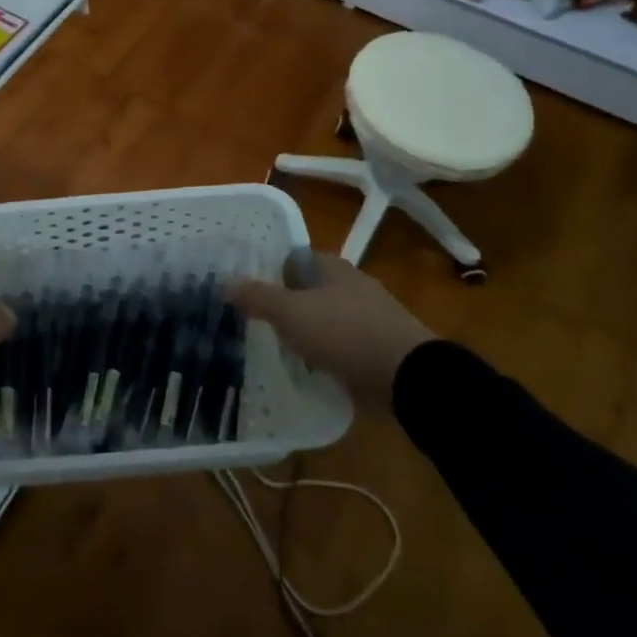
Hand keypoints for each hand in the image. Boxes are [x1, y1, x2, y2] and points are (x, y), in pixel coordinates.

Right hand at [229, 249, 434, 411]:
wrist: (409, 377)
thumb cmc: (345, 333)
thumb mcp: (291, 313)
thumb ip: (258, 297)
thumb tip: (227, 284)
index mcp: (333, 267)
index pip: (293, 259)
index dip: (269, 272)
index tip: (247, 293)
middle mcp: (352, 285)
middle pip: (308, 290)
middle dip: (286, 305)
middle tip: (257, 324)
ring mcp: (370, 317)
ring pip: (325, 319)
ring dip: (306, 332)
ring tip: (279, 350)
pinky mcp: (380, 347)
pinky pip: (342, 346)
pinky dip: (326, 355)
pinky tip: (311, 370)